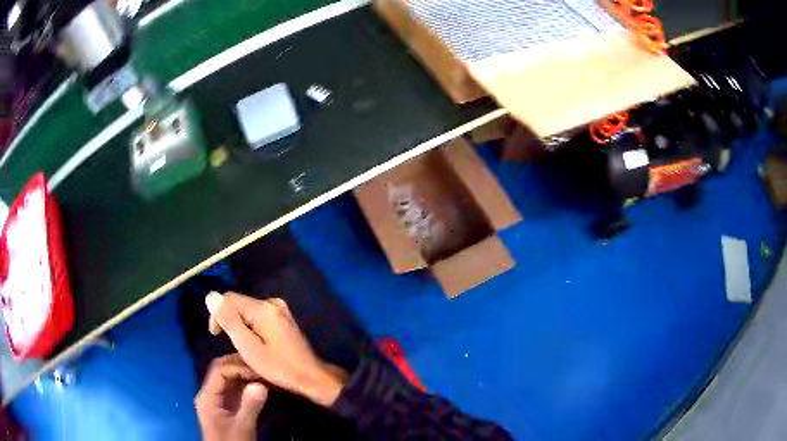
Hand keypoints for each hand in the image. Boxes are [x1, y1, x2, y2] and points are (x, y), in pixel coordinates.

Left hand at [195, 354, 268, 440]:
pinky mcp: (226, 405)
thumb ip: (250, 406)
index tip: (259, 373)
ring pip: (229, 377)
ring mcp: (218, 399)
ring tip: (264, 373)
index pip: (220, 370)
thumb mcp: (242, 427)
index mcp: (208, 396)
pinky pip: (235, 387)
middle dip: (241, 365)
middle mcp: (210, 393)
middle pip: (222, 369)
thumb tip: (261, 384)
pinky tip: (261, 384)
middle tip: (263, 367)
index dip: (238, 367)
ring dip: (245, 372)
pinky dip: (247, 383)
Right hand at [206, 292, 348, 406]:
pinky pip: (258, 316)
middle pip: (239, 303)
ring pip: (247, 310)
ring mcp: (280, 309)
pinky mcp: (283, 318)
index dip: (218, 315)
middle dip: (230, 321)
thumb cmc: (280, 368)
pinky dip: (251, 326)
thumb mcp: (249, 348)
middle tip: (233, 346)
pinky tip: (256, 344)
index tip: (217, 336)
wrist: (312, 377)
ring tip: (243, 347)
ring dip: (240, 325)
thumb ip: (230, 322)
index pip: (228, 298)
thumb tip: (210, 295)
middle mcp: (272, 302)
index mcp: (263, 308)